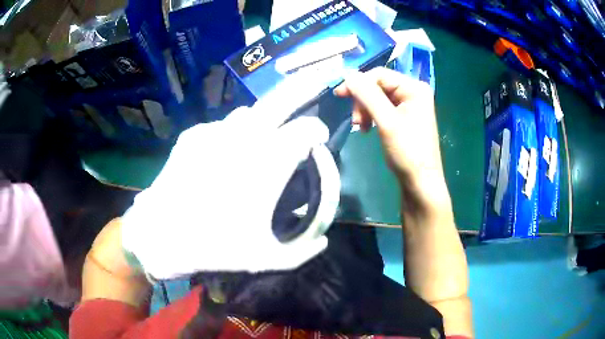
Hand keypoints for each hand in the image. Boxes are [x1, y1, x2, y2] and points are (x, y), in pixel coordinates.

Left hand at [121, 78, 331, 279]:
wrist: (160, 236)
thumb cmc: (215, 247)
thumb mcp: (266, 259)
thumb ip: (303, 251)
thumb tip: (324, 239)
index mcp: (267, 163)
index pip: (306, 129)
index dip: (318, 131)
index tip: (319, 139)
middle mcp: (243, 137)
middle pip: (280, 99)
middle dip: (303, 87)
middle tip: (316, 82)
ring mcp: (213, 132)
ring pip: (249, 112)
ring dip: (264, 120)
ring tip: (263, 138)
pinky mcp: (192, 136)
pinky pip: (221, 126)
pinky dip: (232, 134)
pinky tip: (225, 155)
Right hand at [334, 67, 450, 215]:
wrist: (420, 182)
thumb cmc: (407, 152)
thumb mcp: (386, 121)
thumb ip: (367, 95)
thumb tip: (347, 74)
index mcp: (414, 88)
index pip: (379, 74)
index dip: (358, 82)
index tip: (339, 96)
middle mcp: (413, 92)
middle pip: (378, 85)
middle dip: (362, 101)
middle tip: (355, 121)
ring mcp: (410, 104)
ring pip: (377, 97)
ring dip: (365, 110)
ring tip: (360, 128)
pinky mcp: (405, 117)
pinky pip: (382, 108)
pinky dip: (372, 116)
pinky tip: (367, 128)